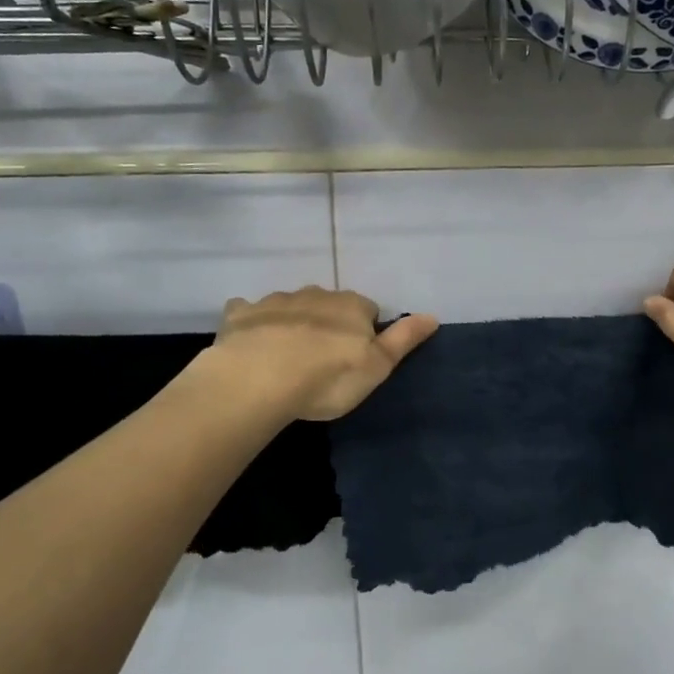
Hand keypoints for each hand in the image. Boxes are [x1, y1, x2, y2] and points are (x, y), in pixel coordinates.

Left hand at [209, 286, 437, 421]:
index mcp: (351, 306)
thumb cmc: (328, 377)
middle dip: (328, 323)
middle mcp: (316, 294)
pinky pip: (249, 310)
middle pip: (329, 304)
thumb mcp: (377, 366)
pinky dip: (253, 322)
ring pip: (291, 305)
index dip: (364, 333)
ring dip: (293, 322)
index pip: (368, 310)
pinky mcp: (241, 314)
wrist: (258, 379)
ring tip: (287, 356)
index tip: (356, 358)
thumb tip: (432, 315)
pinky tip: (250, 342)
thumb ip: (404, 339)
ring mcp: (276, 301)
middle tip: (323, 359)